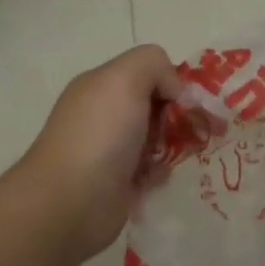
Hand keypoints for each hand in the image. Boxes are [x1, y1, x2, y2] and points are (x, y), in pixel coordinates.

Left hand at [16, 44, 181, 259]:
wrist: (70, 201)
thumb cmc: (100, 135)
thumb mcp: (124, 79)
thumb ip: (154, 64)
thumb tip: (173, 90)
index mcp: (101, 85)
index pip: (148, 72)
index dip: (173, 82)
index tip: (189, 102)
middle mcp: (104, 114)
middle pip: (156, 105)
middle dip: (179, 116)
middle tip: (194, 131)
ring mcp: (110, 149)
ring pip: (157, 138)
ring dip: (173, 144)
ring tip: (177, 155)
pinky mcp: (118, 182)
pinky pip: (152, 170)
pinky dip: (161, 172)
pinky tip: (159, 177)